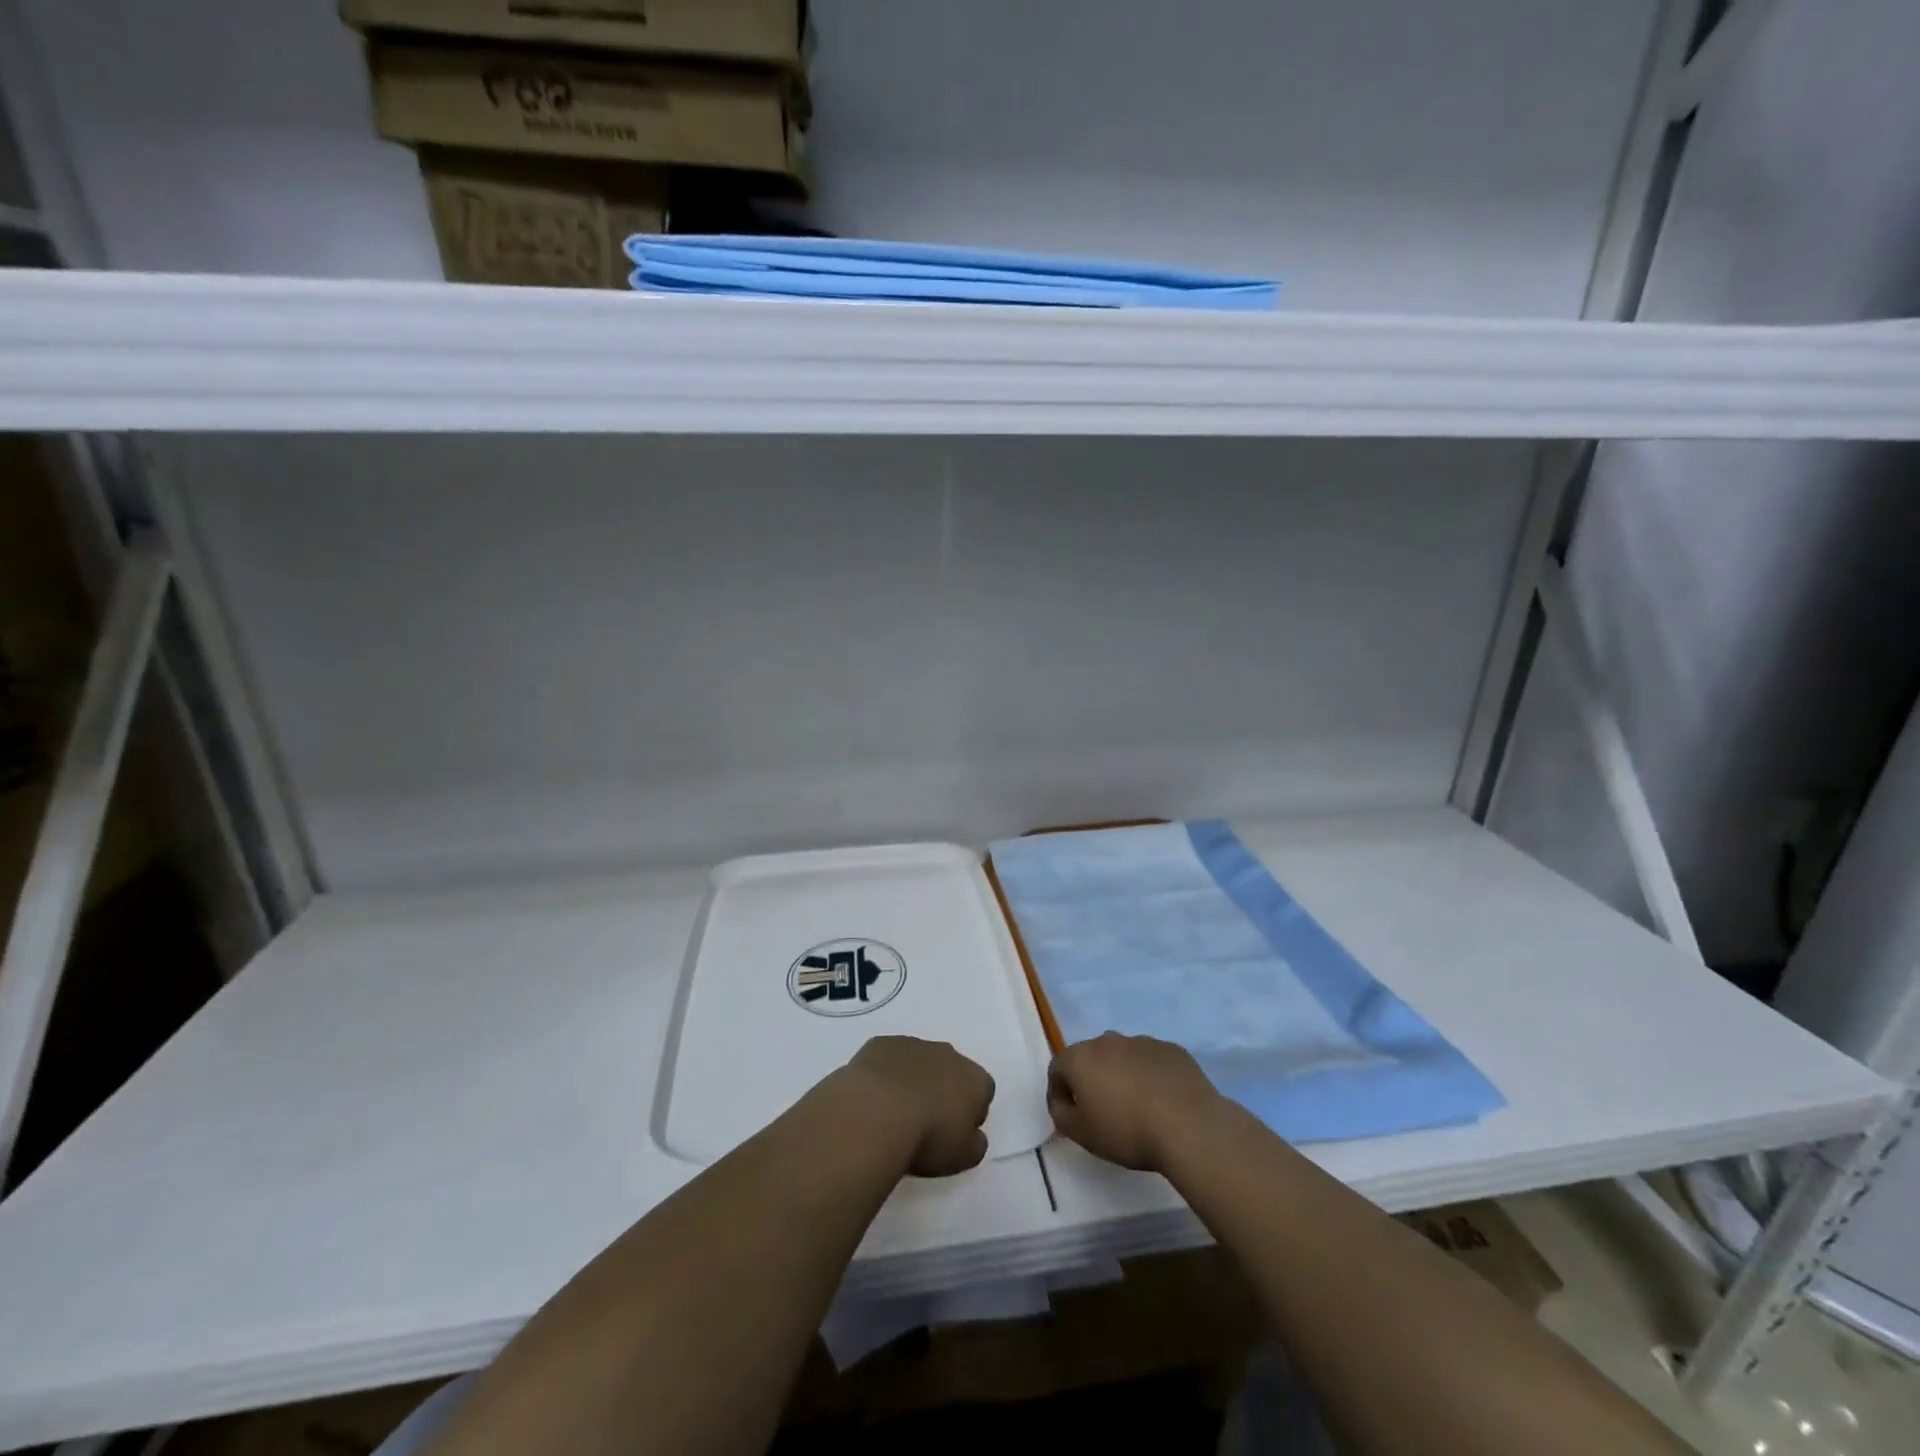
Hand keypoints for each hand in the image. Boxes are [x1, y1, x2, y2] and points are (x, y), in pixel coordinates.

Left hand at [841, 1036, 994, 1177]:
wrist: (877, 1112)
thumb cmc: (927, 1138)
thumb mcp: (964, 1157)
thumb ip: (975, 1144)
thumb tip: (973, 1135)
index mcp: (975, 1080)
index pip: (982, 1092)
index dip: (969, 1114)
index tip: (953, 1133)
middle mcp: (948, 1054)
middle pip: (951, 1071)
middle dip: (942, 1090)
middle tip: (925, 1122)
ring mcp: (913, 1044)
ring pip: (919, 1061)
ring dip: (913, 1080)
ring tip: (895, 1112)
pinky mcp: (882, 1043)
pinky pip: (888, 1058)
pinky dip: (884, 1074)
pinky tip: (873, 1098)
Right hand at [1047, 1033, 1225, 1172]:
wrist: (1188, 1125)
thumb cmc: (1126, 1130)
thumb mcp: (1081, 1134)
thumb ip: (1061, 1115)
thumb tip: (1063, 1102)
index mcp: (1081, 1057)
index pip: (1058, 1068)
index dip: (1059, 1092)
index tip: (1070, 1116)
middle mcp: (1108, 1040)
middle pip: (1091, 1058)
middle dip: (1092, 1080)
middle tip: (1103, 1112)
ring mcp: (1142, 1041)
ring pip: (1123, 1057)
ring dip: (1122, 1076)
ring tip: (1137, 1108)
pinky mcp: (1172, 1049)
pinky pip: (1152, 1061)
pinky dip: (1150, 1076)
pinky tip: (1163, 1102)